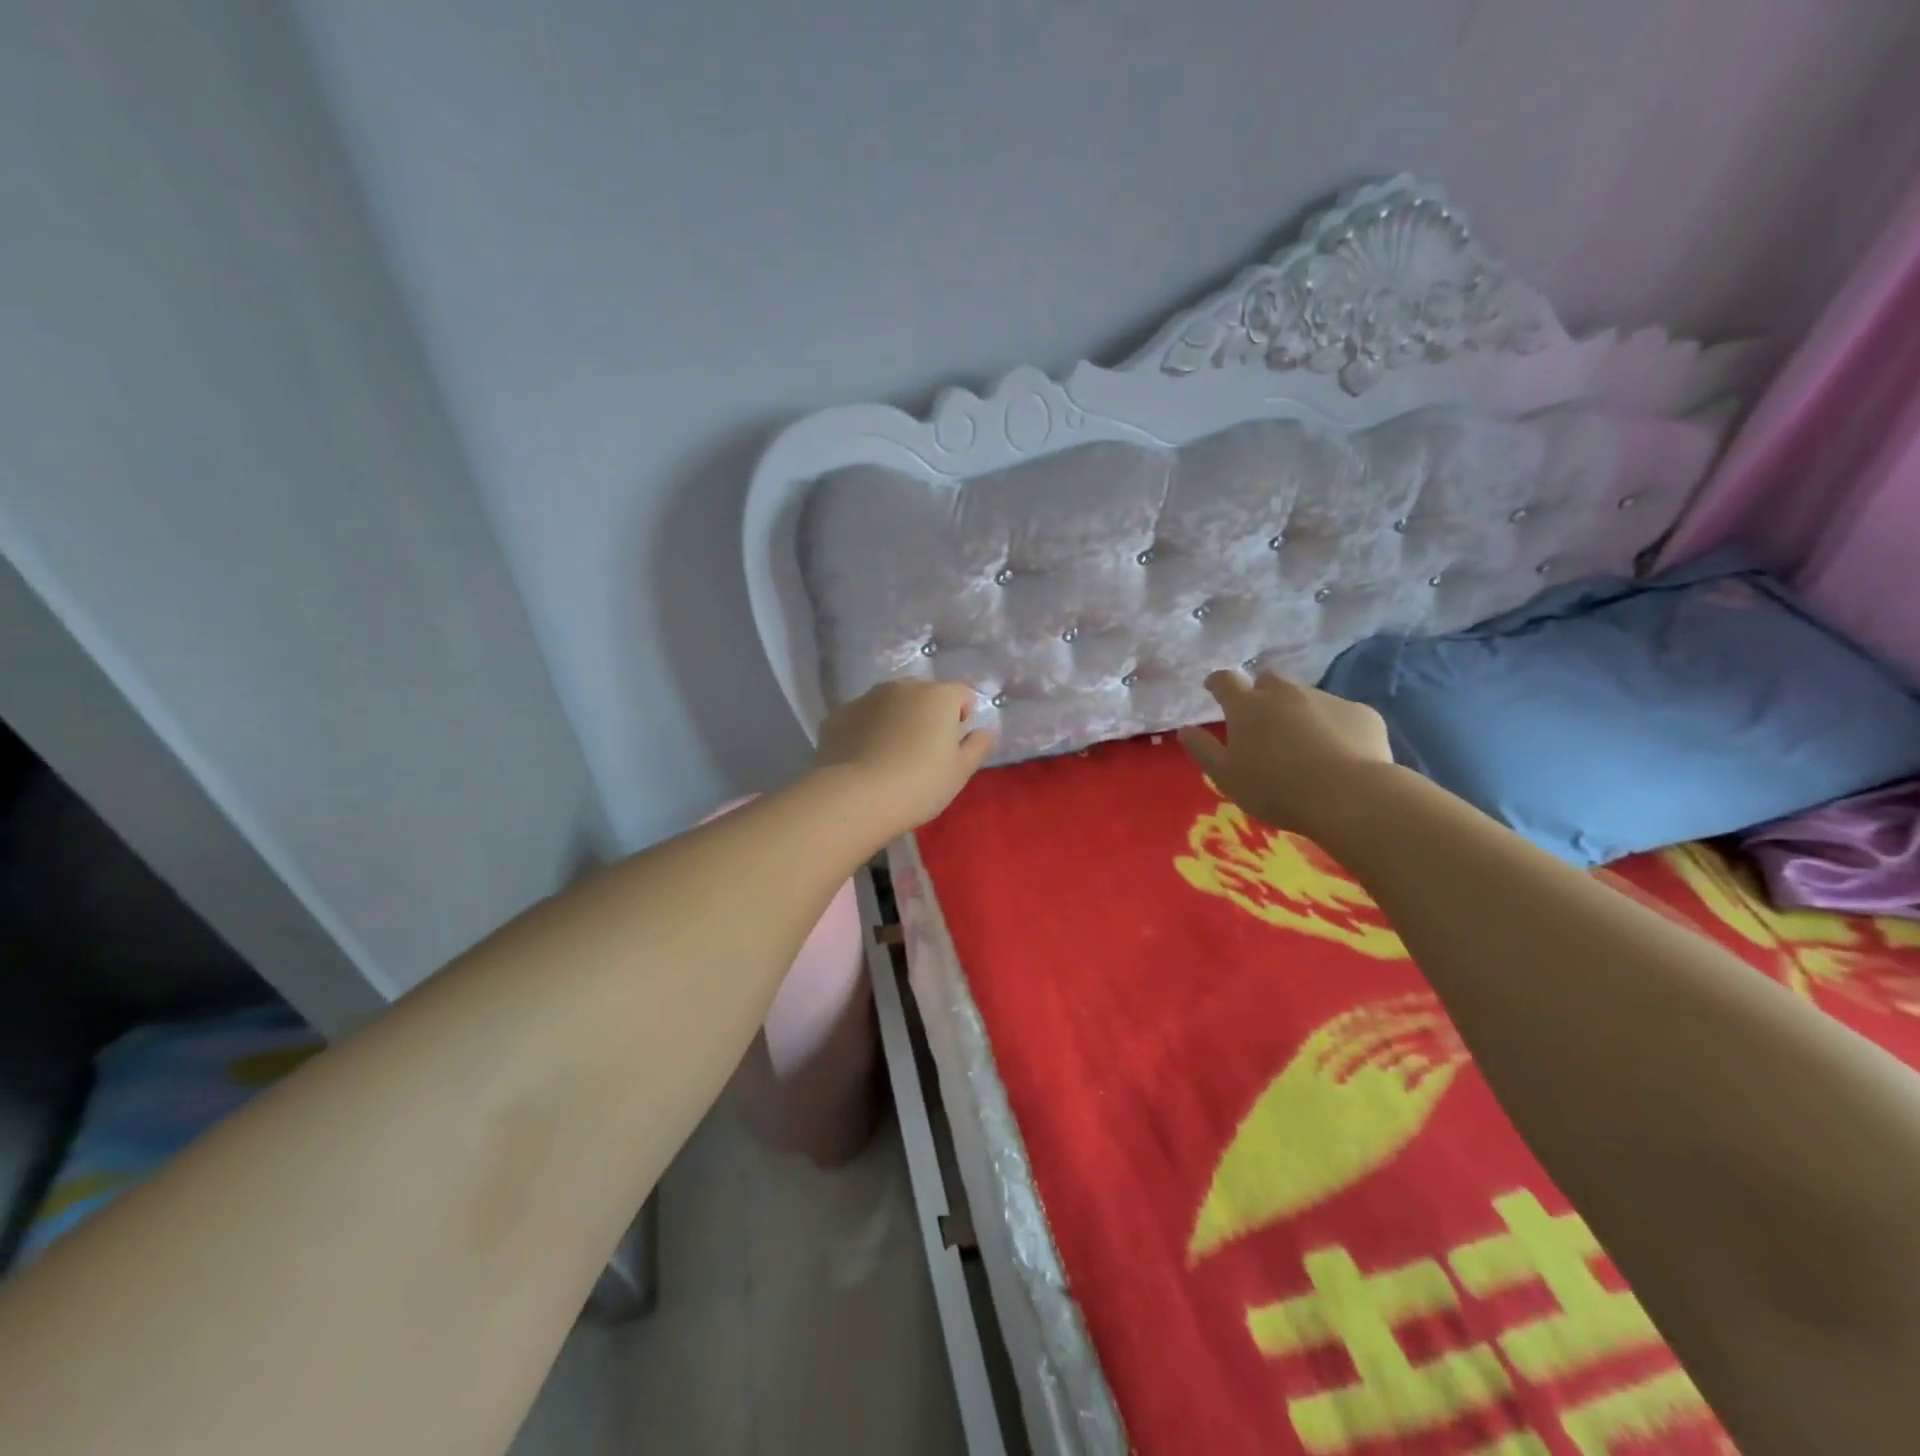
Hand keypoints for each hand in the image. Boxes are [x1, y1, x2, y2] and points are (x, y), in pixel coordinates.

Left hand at [815, 681, 995, 834]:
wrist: (856, 797)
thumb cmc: (920, 785)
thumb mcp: (960, 772)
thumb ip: (977, 747)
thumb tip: (984, 731)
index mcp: (938, 696)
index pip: (961, 694)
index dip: (962, 716)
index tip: (953, 744)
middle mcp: (902, 687)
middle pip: (923, 694)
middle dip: (926, 714)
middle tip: (923, 751)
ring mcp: (866, 698)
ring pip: (889, 703)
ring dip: (895, 719)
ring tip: (890, 754)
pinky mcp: (838, 715)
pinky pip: (861, 718)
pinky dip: (865, 730)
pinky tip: (863, 758)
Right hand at [1177, 670, 1393, 832]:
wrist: (1349, 797)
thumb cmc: (1276, 789)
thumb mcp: (1227, 777)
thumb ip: (1204, 750)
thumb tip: (1185, 729)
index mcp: (1248, 707)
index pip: (1225, 680)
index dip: (1217, 682)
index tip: (1214, 688)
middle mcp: (1285, 693)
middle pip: (1268, 680)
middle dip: (1261, 693)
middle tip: (1262, 720)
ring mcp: (1326, 699)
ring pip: (1305, 696)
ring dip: (1298, 711)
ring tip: (1303, 743)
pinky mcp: (1361, 712)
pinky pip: (1340, 714)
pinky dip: (1333, 726)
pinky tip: (1338, 753)